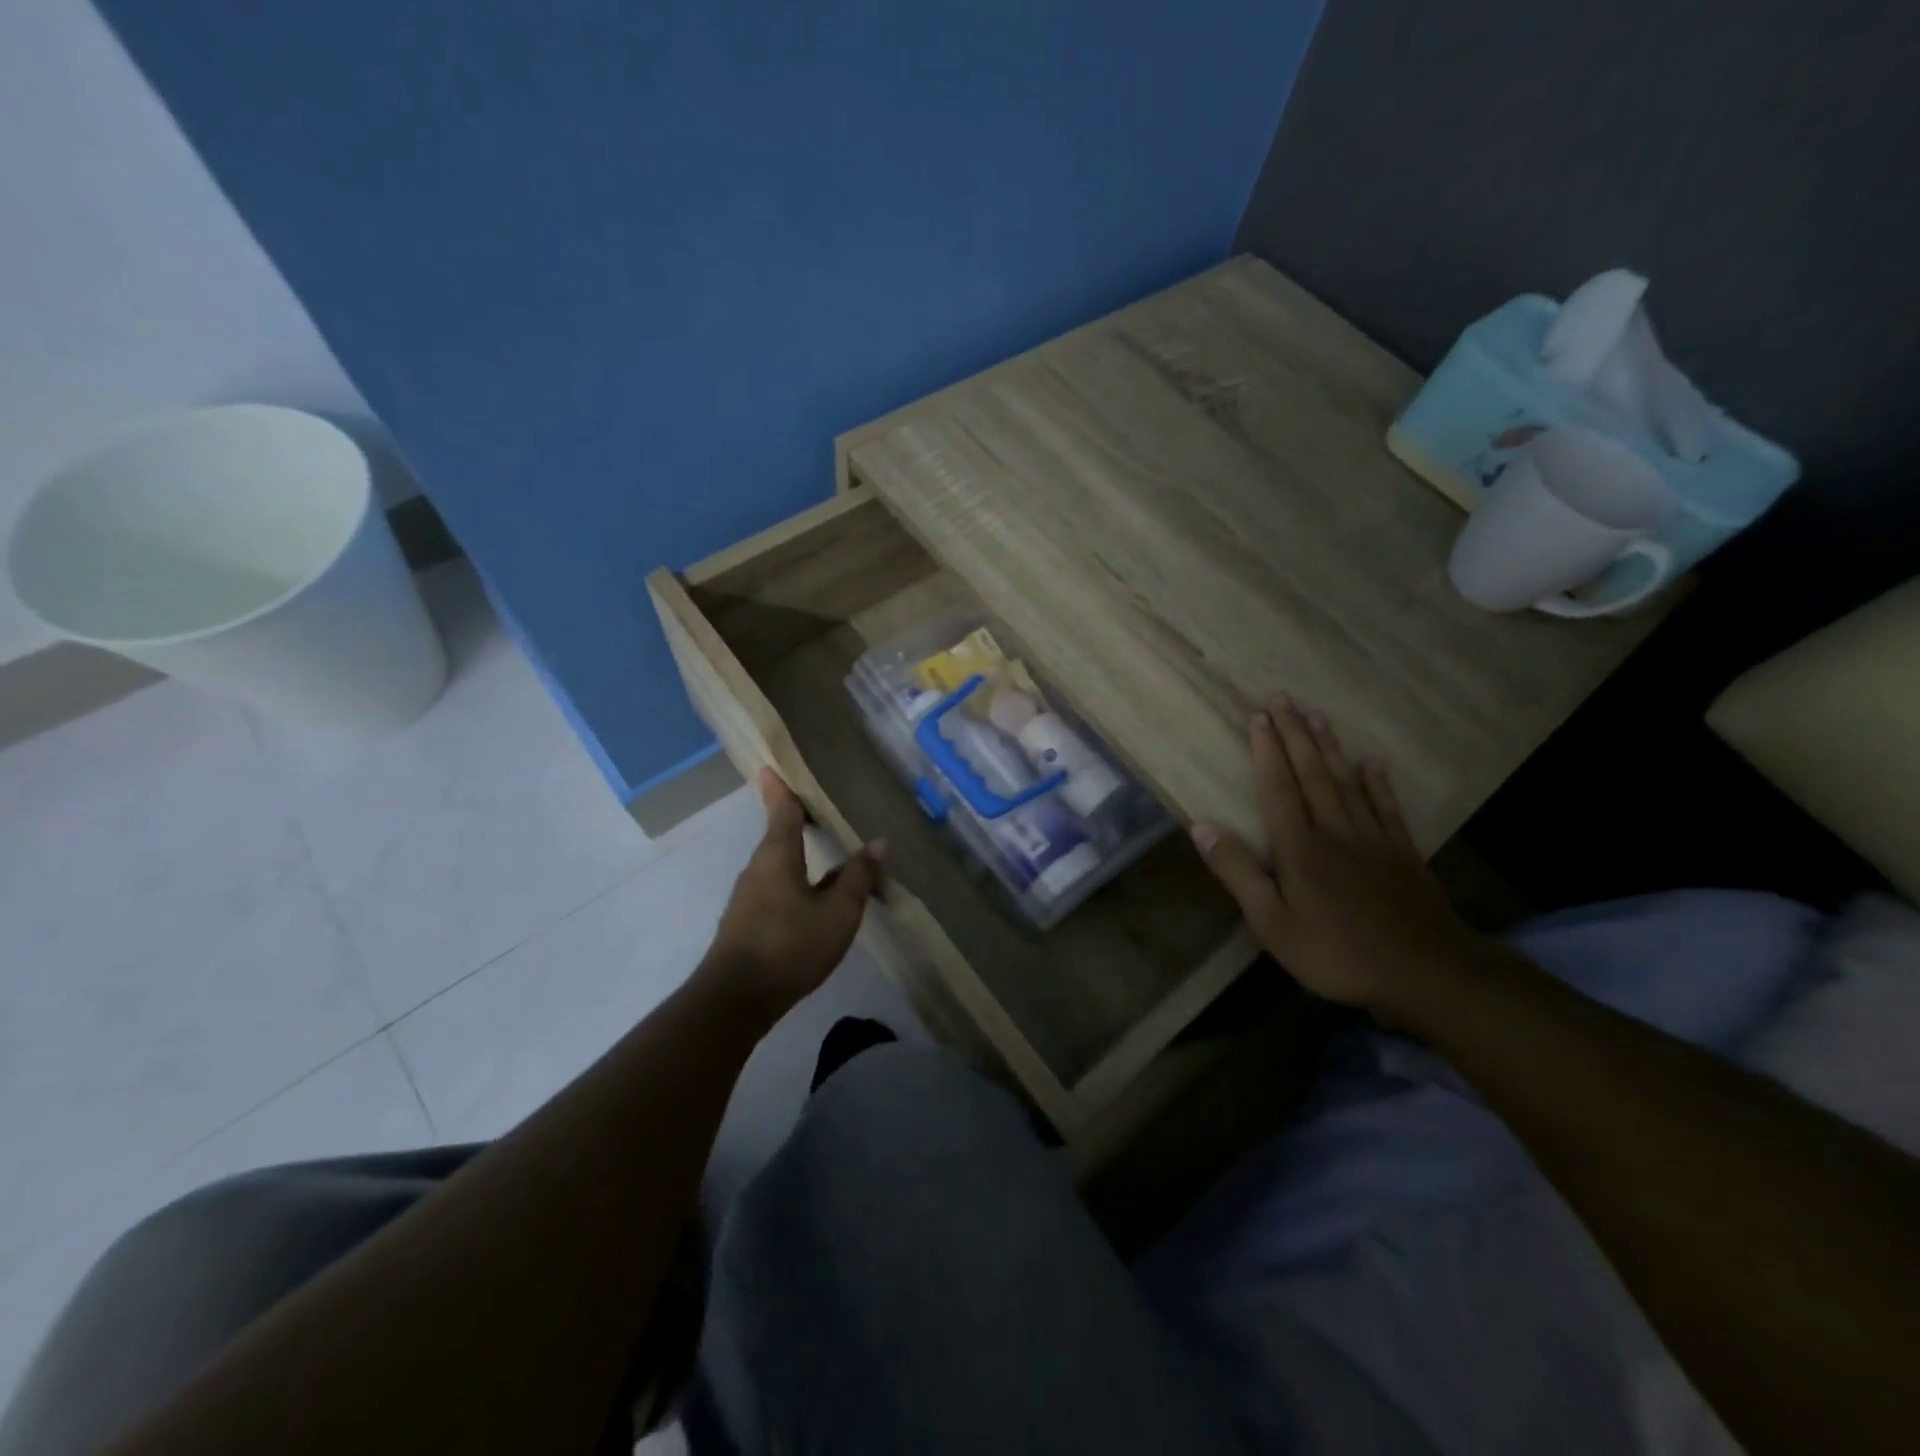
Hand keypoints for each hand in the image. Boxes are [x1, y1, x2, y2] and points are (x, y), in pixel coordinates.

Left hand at [702, 769, 884, 1019]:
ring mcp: (750, 898)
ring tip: (827, 853)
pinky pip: (777, 889)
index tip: (771, 766)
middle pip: (779, 836)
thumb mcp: (838, 912)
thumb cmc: (790, 945)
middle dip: (796, 821)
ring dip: (800, 856)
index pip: (781, 810)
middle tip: (819, 806)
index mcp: (777, 856)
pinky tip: (816, 899)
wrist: (736, 1000)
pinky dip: (797, 882)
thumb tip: (879, 843)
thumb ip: (859, 877)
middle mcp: (758, 869)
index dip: (780, 788)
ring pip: (780, 866)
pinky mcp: (748, 923)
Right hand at [1191, 699, 1485, 1022]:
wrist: (1427, 973)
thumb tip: (1201, 827)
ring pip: (1346, 782)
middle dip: (1295, 734)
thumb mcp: (1273, 924)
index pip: (1277, 789)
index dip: (1266, 752)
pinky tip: (1372, 763)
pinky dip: (1378, 783)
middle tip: (1283, 699)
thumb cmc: (1337, 953)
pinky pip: (1387, 807)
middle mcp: (1335, 831)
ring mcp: (1373, 839)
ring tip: (1317, 716)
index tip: (1259, 717)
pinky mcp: (1403, 853)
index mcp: (1300, 848)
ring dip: (1329, 748)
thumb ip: (1239, 873)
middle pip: (1311, 774)